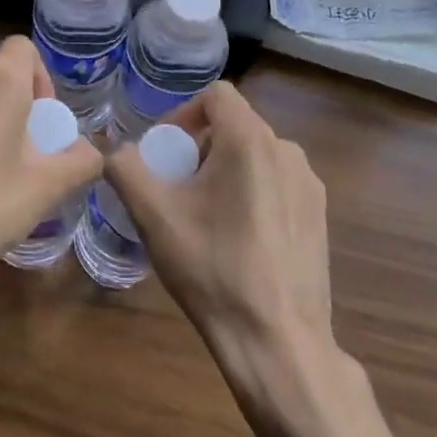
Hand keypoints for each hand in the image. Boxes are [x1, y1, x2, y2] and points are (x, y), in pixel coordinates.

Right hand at [105, 83, 334, 375]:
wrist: (278, 342)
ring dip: (224, 170)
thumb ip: (125, 169)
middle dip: (199, 147)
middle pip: (234, 125)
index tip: (165, 153)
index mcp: (250, 141)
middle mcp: (287, 151)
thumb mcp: (153, 216)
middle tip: (176, 188)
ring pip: (256, 155)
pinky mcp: (320, 215)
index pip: (216, 95)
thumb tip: (115, 152)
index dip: (183, 114)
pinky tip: (237, 238)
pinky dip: (251, 192)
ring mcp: (309, 185)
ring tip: (203, 215)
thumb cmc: (212, 269)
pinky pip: (276, 183)